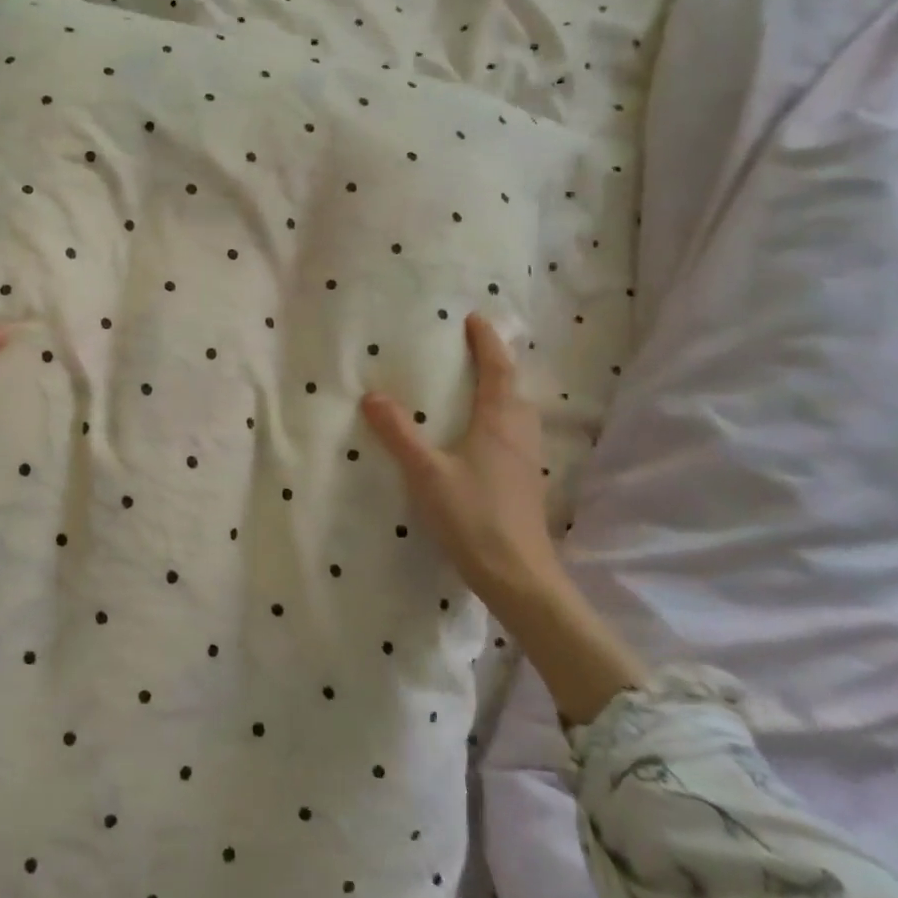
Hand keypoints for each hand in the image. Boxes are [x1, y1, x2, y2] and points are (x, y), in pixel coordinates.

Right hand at [363, 315, 644, 723]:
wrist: (519, 577)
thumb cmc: (474, 518)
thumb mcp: (427, 473)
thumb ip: (399, 433)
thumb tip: (372, 396)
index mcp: (499, 424)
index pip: (497, 371)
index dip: (488, 344)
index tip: (475, 320)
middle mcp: (519, 435)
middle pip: (514, 389)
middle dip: (498, 364)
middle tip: (474, 349)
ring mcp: (526, 461)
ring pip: (518, 413)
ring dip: (502, 391)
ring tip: (477, 386)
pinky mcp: (524, 483)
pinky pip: (515, 434)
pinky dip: (501, 418)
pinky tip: (482, 436)